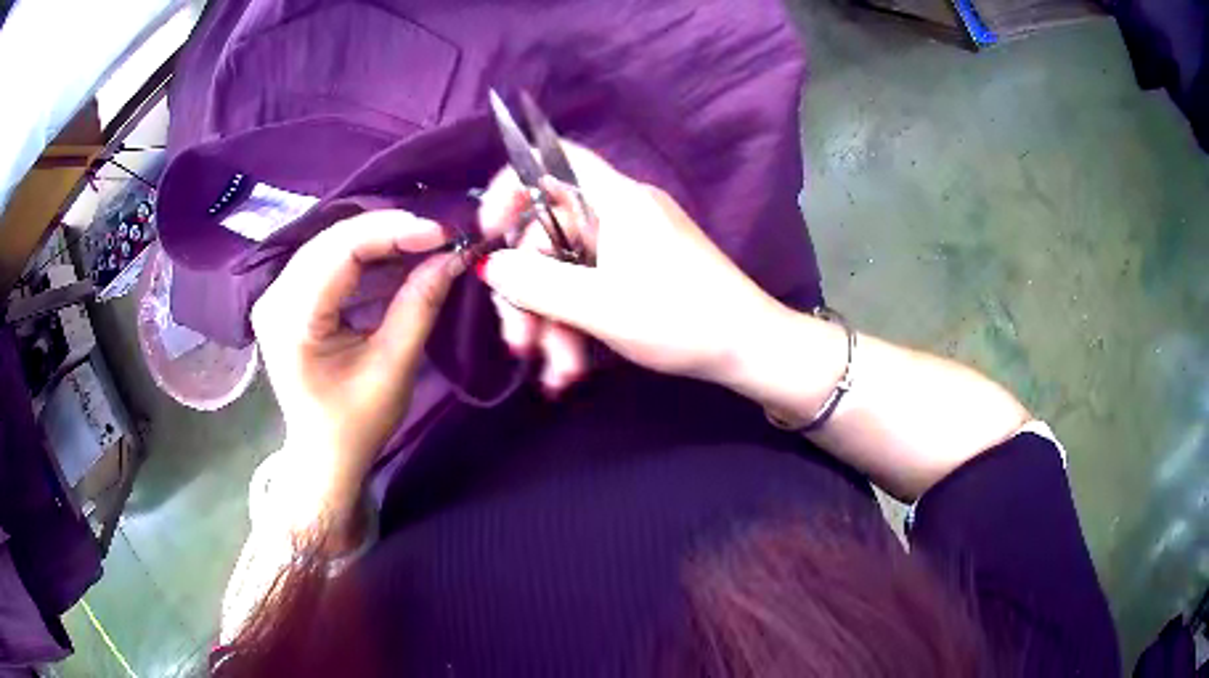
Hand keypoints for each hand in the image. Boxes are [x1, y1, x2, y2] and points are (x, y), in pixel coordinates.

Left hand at [251, 211, 460, 524]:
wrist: (324, 455)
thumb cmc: (356, 424)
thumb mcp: (394, 368)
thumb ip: (419, 306)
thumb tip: (451, 256)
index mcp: (292, 319)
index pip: (341, 251)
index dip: (393, 231)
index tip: (441, 232)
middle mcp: (275, 297)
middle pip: (334, 240)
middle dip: (390, 231)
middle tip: (438, 235)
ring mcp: (277, 294)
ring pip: (331, 245)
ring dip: (380, 241)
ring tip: (423, 245)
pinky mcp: (287, 297)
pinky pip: (328, 261)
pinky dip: (365, 257)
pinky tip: (396, 259)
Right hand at [476, 143, 782, 387]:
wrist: (750, 348)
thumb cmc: (681, 319)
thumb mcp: (601, 305)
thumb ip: (537, 284)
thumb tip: (490, 266)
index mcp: (614, 200)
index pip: (550, 160)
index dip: (510, 188)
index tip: (491, 235)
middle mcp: (618, 213)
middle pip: (548, 233)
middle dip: (528, 292)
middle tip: (520, 345)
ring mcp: (629, 245)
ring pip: (566, 270)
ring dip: (552, 321)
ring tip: (556, 372)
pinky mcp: (637, 273)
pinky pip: (590, 287)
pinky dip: (576, 323)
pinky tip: (570, 369)